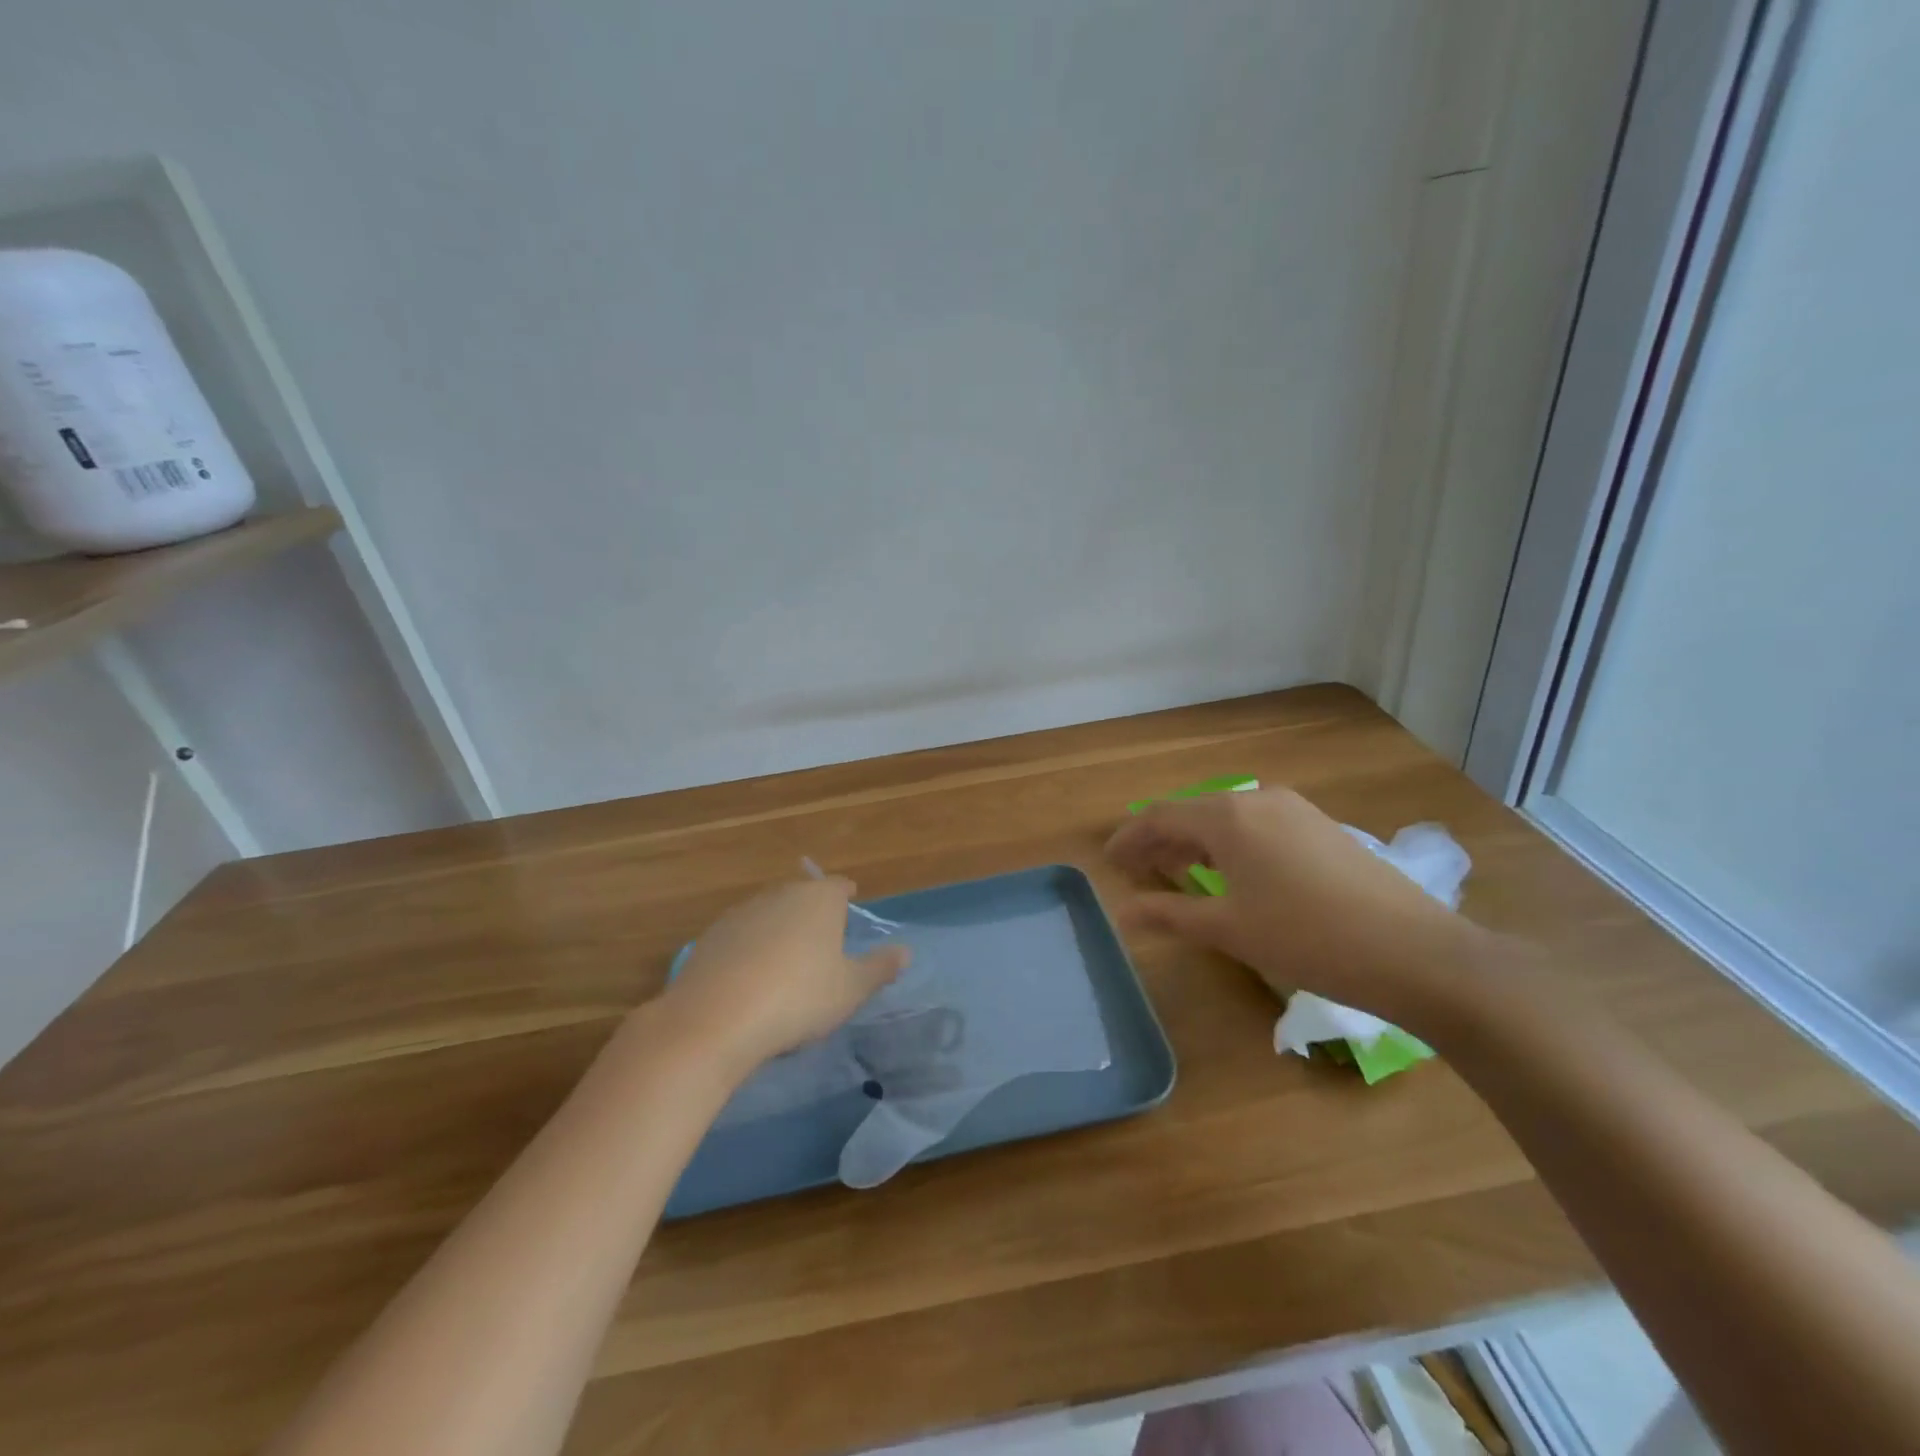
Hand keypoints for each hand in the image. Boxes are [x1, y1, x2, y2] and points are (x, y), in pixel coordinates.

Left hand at [658, 877, 910, 1074]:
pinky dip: (750, 950)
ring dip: (779, 930)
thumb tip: (905, 952)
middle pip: (802, 896)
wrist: (715, 1020)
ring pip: (769, 915)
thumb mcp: (850, 990)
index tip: (850, 903)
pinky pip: (741, 937)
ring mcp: (741, 913)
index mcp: (818, 899)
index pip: (838, 886)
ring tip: (787, 962)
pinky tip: (751, 979)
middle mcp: (780, 895)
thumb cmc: (798, 998)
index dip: (846, 895)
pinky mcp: (710, 938)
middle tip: (822, 939)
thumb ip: (879, 968)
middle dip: (812, 912)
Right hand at [1105, 789, 1478, 1027]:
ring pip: (1227, 818)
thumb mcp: (1229, 929)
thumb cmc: (1307, 938)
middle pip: (1193, 813)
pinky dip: (1229, 844)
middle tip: (1137, 869)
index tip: (1109, 859)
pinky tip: (1231, 873)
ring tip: (1176, 872)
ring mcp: (1294, 809)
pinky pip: (1256, 825)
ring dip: (1195, 842)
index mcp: (1228, 817)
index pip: (1161, 817)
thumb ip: (1171, 914)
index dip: (1130, 838)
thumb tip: (1124, 911)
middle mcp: (1258, 799)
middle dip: (1160, 840)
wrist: (1414, 951)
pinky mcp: (1321, 826)